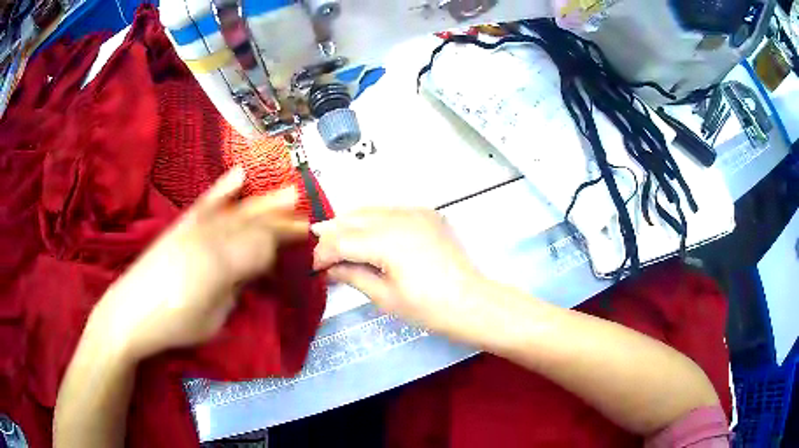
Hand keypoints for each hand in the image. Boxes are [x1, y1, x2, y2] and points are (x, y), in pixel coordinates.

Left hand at [91, 167, 308, 360]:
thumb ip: (235, 289)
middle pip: (253, 224)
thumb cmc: (174, 325)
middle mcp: (210, 237)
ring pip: (236, 210)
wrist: (128, 313)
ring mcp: (193, 228)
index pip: (262, 246)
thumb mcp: (214, 319)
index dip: (282, 246)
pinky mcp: (180, 226)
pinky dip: (224, 189)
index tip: (297, 249)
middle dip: (282, 221)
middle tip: (306, 218)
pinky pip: (206, 203)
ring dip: (264, 202)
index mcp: (221, 264)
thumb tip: (250, 270)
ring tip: (288, 193)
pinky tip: (239, 176)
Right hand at [312, 208, 487, 338]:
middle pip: (352, 218)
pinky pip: (391, 210)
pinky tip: (368, 234)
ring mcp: (416, 212)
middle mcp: (399, 217)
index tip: (316, 268)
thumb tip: (330, 269)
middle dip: (333, 234)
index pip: (342, 240)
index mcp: (387, 240)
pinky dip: (373, 219)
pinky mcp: (427, 214)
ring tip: (339, 241)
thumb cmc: (428, 308)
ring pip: (370, 209)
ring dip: (350, 223)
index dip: (324, 253)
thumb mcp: (384, 297)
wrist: (471, 302)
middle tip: (322, 252)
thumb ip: (353, 276)